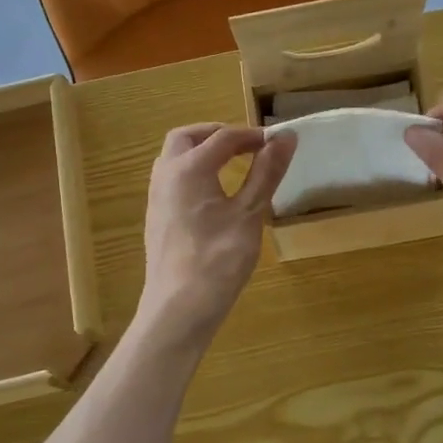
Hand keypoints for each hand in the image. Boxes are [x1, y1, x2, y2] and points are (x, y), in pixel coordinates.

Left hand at [139, 124, 294, 344]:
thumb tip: (286, 137)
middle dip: (217, 134)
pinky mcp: (156, 218)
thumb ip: (266, 172)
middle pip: (187, 137)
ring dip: (201, 152)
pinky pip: (172, 180)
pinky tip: (214, 195)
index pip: (223, 137)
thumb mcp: (250, 213)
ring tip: (233, 165)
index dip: (252, 135)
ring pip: (174, 158)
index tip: (278, 142)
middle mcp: (166, 175)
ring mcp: (156, 197)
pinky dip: (193, 172)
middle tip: (247, 145)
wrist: (179, 309)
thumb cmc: (219, 259)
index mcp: (189, 168)